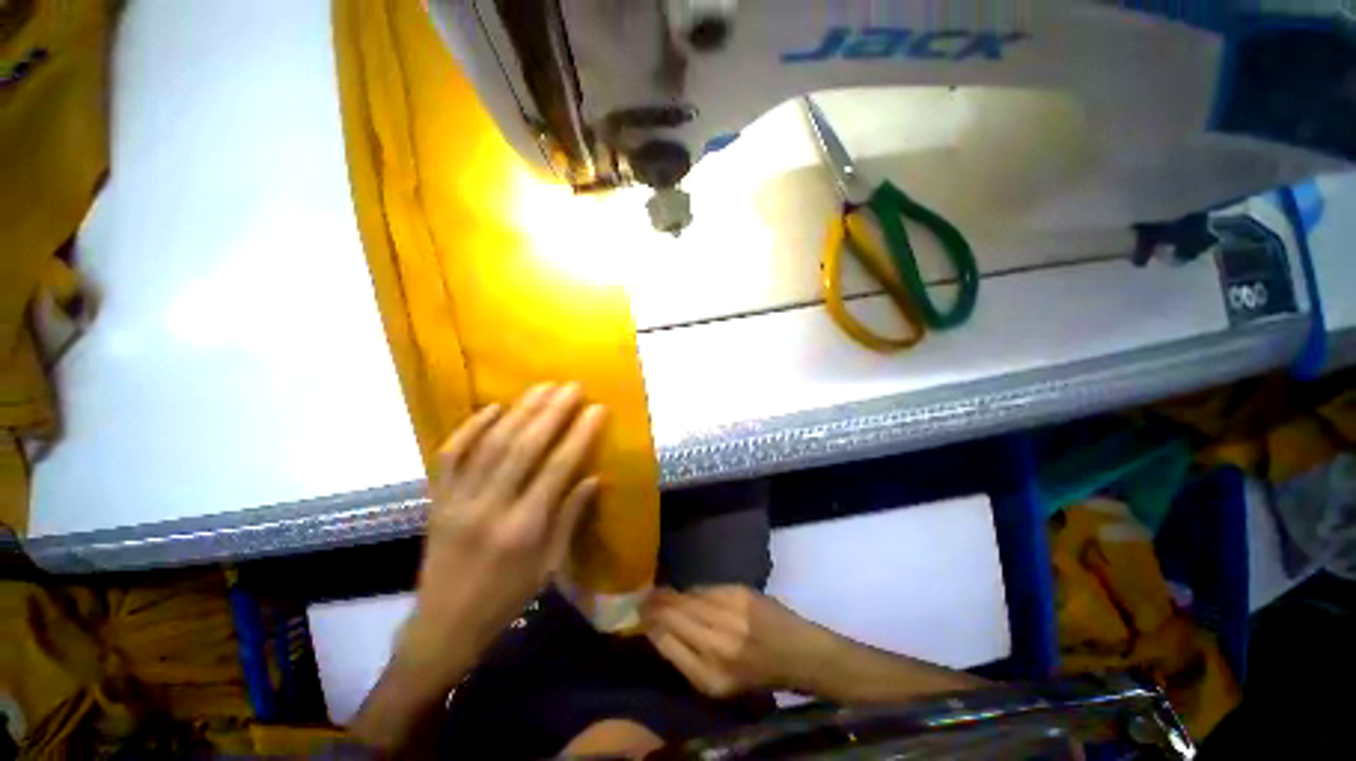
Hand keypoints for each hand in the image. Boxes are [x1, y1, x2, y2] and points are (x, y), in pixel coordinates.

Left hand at [400, 383, 606, 682]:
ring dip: (520, 410)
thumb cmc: (506, 598)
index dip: (580, 434)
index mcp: (524, 529)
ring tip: (543, 387)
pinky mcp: (437, 498)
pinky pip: (451, 454)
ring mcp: (458, 500)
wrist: (443, 626)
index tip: (597, 408)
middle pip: (523, 447)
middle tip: (572, 387)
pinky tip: (494, 407)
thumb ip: (571, 516)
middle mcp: (490, 507)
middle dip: (552, 412)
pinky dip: (471, 426)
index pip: (558, 468)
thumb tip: (593, 476)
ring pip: (491, 443)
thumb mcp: (549, 565)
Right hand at [641, 586, 829, 698]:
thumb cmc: (756, 675)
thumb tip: (658, 630)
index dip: (650, 623)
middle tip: (643, 597)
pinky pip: (706, 589)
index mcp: (710, 673)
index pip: (667, 640)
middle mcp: (717, 641)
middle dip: (655, 603)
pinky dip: (694, 591)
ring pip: (688, 597)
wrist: (796, 651)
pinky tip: (689, 593)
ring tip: (660, 592)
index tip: (639, 613)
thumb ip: (685, 659)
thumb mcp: (717, 685)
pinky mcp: (740, 592)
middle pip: (674, 613)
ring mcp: (729, 613)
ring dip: (671, 594)